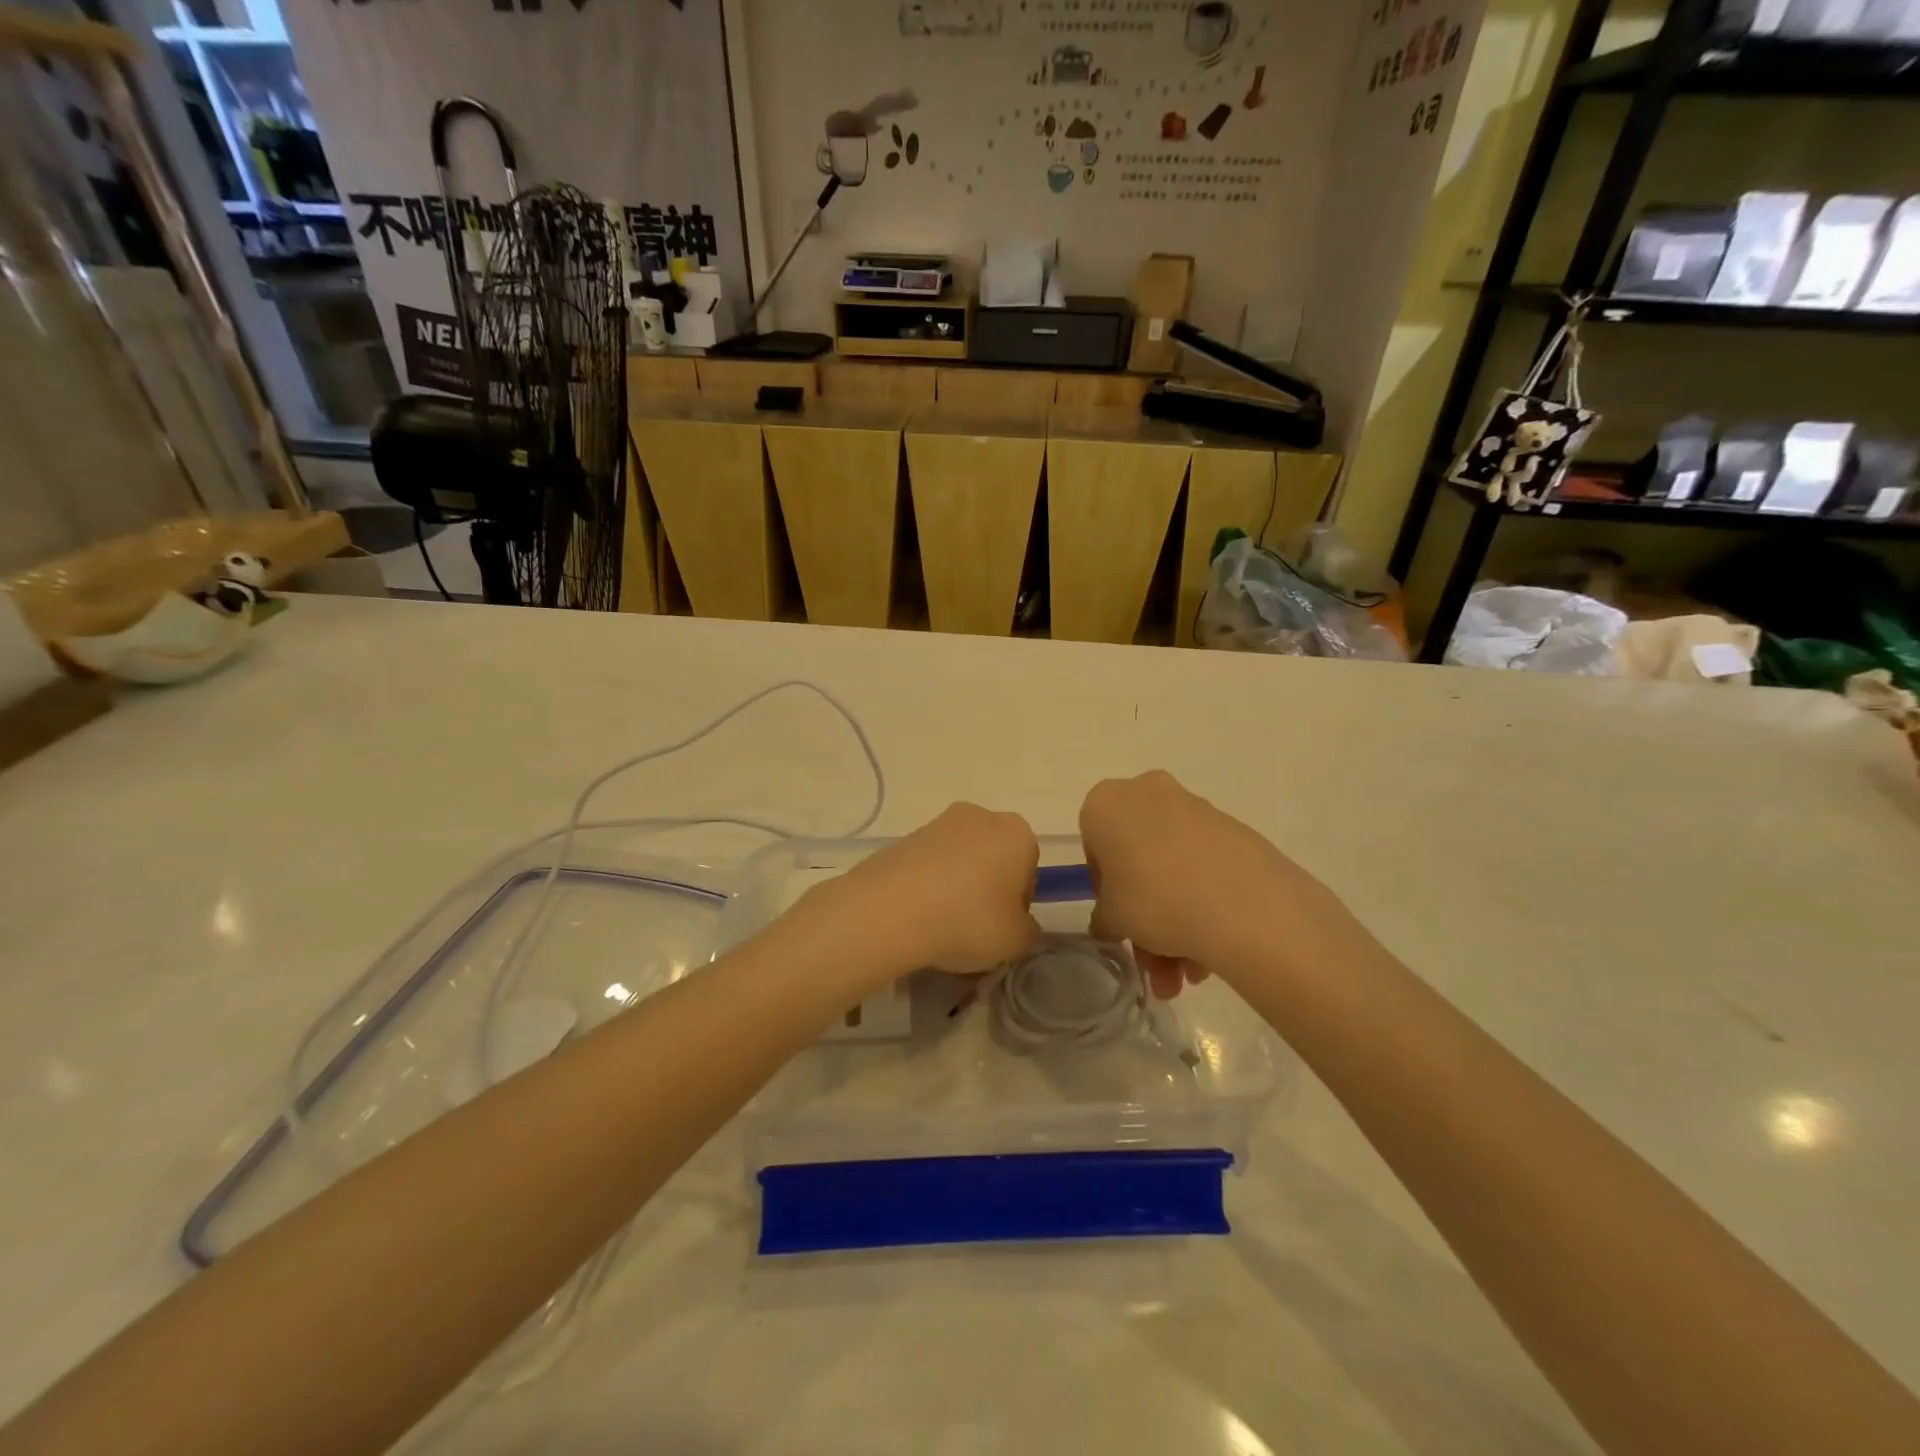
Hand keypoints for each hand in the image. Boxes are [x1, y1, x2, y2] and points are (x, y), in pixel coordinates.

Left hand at [817, 804, 1041, 978]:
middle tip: (974, 928)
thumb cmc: (968, 919)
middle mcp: (981, 817)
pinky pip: (929, 866)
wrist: (890, 910)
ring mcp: (938, 823)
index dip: (1017, 903)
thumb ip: (1029, 931)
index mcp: (1017, 832)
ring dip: (957, 888)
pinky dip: (929, 886)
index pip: (1029, 869)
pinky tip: (919, 916)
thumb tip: (1021, 925)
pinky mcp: (905, 837)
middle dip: (987, 890)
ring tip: (941, 927)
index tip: (1002, 927)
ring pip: (961, 861)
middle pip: (994, 859)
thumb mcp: (1017, 940)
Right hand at [1080, 771, 1342, 997]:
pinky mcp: (1236, 830)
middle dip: (1146, 918)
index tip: (1120, 923)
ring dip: (1176, 923)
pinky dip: (1204, 904)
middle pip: (1139, 860)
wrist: (1243, 903)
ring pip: (1174, 868)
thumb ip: (1104, 918)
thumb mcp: (1112, 919)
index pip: (1095, 849)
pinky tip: (1212, 954)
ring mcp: (1197, 809)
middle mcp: (1149, 793)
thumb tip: (1113, 922)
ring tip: (1189, 976)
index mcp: (1107, 803)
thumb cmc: (1153, 898)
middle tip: (1155, 964)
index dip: (1105, 892)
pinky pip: (1206, 867)